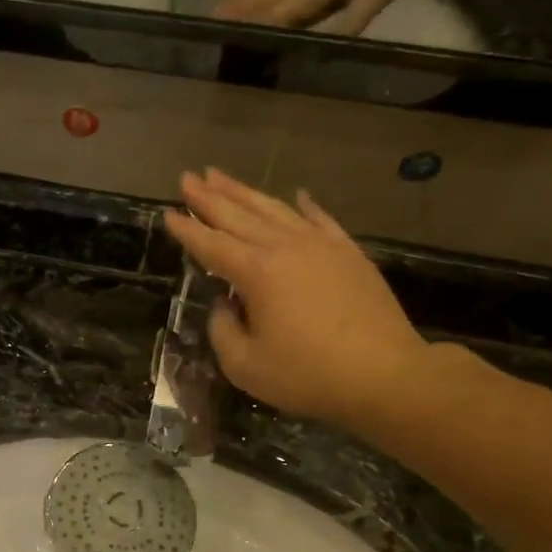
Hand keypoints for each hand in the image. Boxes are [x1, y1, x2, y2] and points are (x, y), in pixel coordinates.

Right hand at [163, 169, 432, 431]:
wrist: (383, 375)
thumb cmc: (307, 375)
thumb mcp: (245, 366)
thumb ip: (223, 331)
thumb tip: (225, 306)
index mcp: (257, 273)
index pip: (212, 245)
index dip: (188, 230)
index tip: (168, 212)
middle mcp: (286, 248)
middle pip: (240, 216)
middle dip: (210, 197)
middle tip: (188, 178)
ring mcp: (321, 246)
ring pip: (275, 210)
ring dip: (245, 192)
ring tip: (221, 176)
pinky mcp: (349, 254)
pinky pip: (321, 220)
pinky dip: (304, 206)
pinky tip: (296, 195)